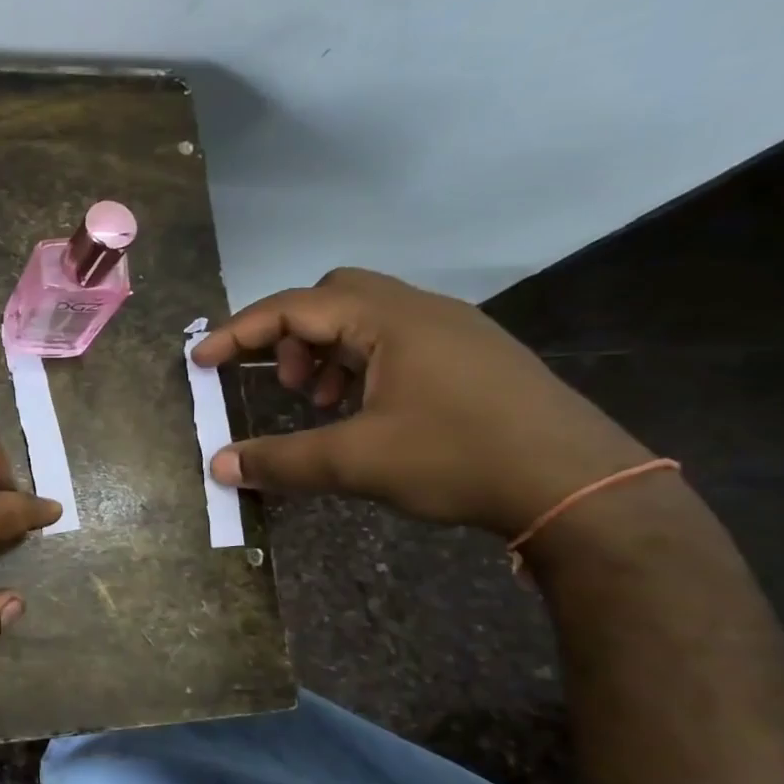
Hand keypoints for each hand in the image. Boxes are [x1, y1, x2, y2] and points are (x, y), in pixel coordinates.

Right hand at [192, 268, 653, 537]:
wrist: (581, 486)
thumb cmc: (459, 459)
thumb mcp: (357, 462)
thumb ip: (282, 461)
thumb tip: (219, 467)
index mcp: (390, 319)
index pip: (295, 307)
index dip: (240, 332)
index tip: (202, 360)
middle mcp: (421, 310)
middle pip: (333, 297)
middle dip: (292, 335)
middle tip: (282, 384)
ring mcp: (454, 331)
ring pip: (367, 320)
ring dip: (328, 353)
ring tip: (321, 404)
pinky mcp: (473, 357)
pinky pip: (397, 342)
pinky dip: (363, 366)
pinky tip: (366, 411)